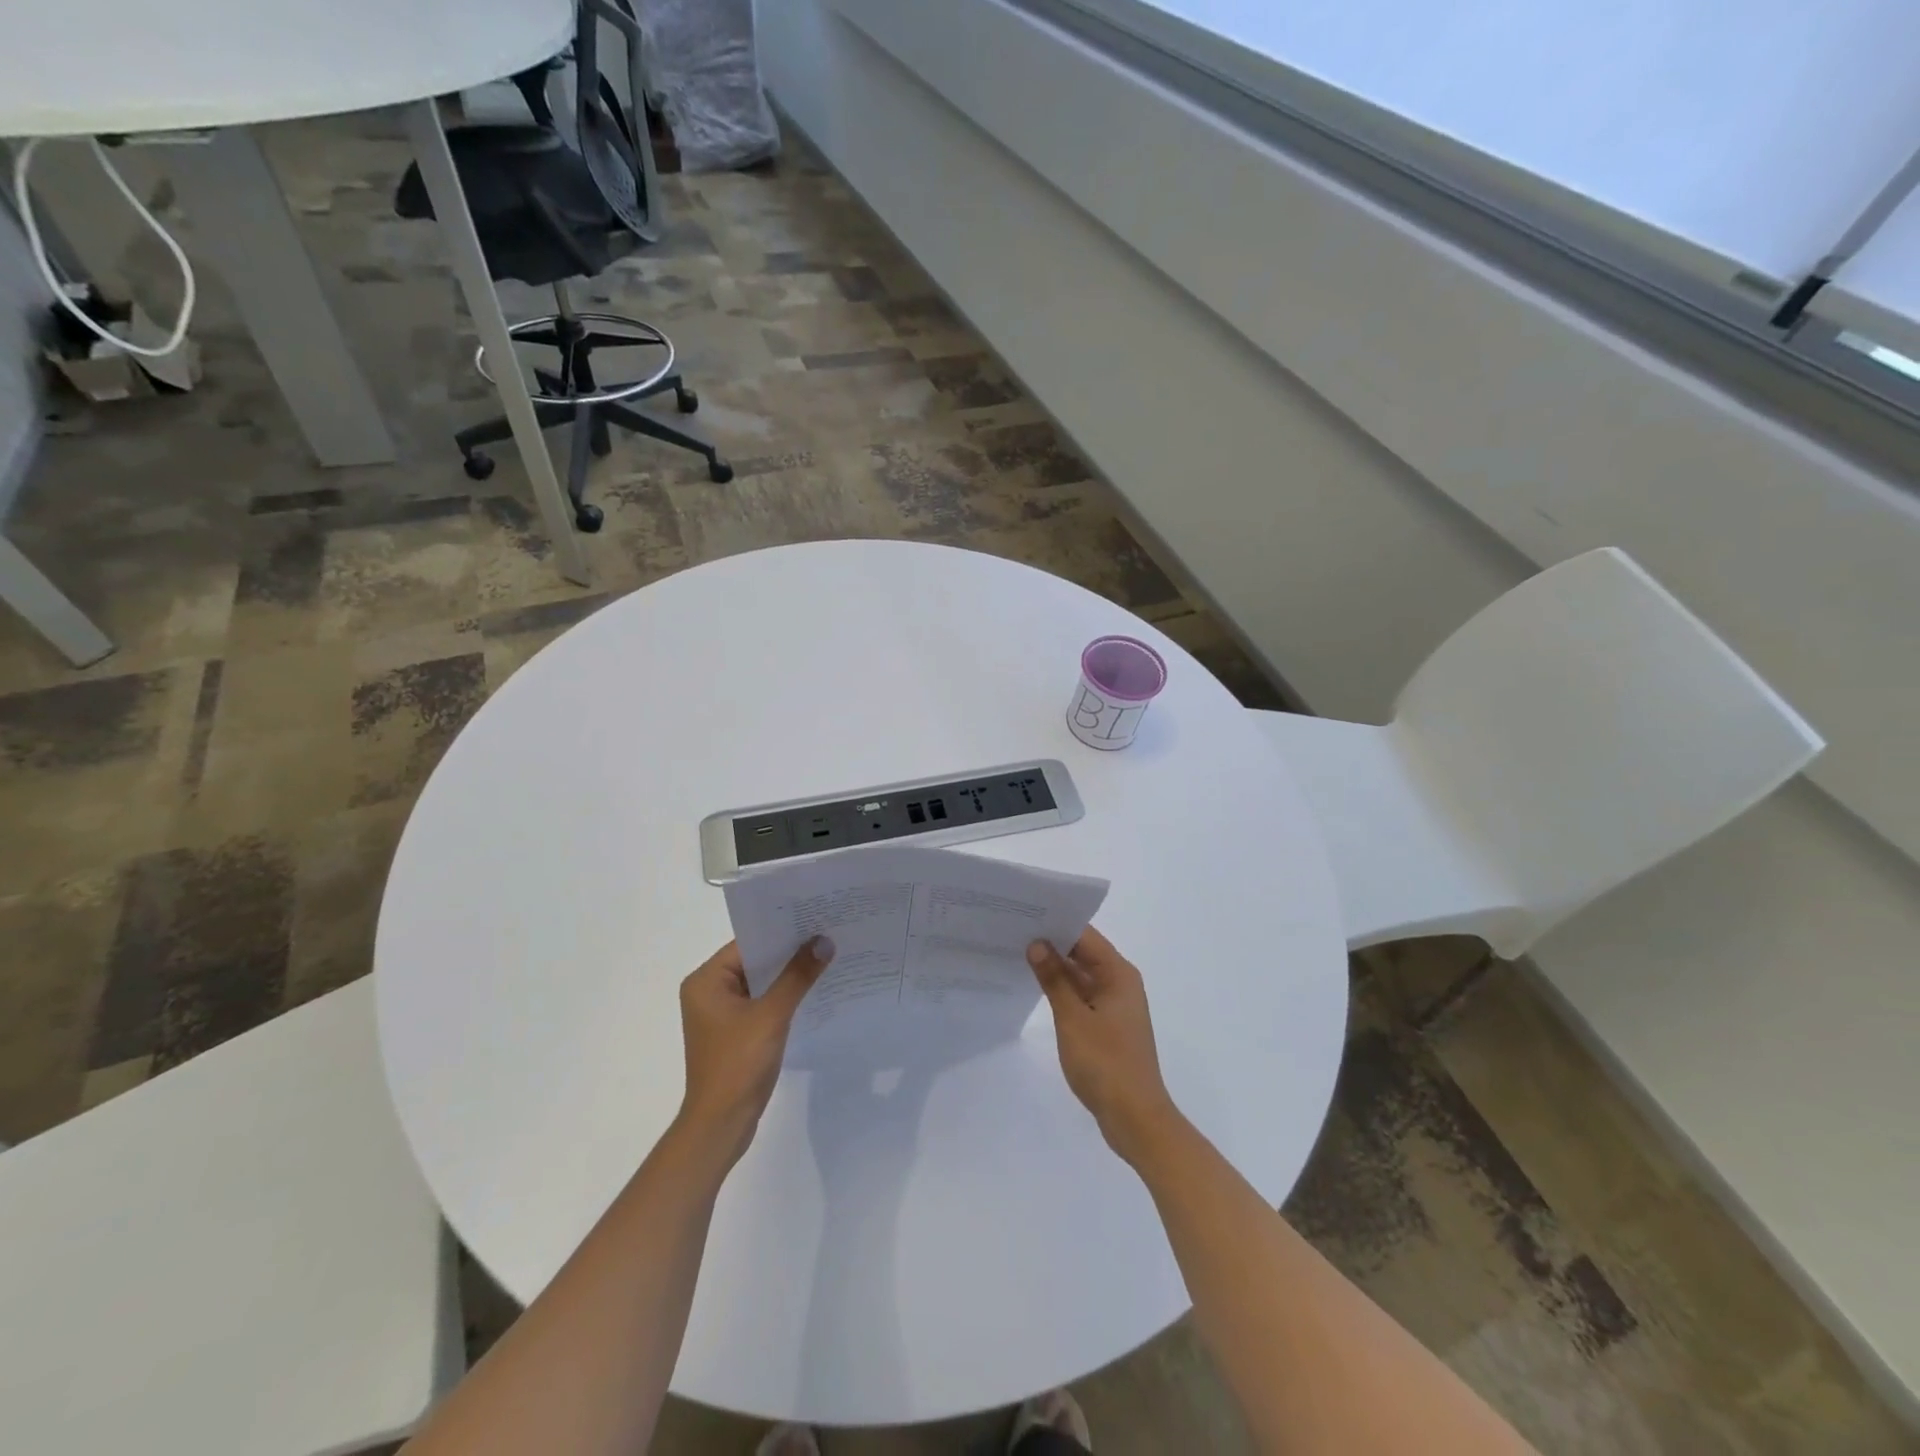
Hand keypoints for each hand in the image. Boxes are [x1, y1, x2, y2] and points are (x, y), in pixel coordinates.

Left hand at [676, 937, 832, 1162]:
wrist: (721, 1125)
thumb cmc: (738, 1064)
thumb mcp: (771, 1015)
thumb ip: (798, 976)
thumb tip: (824, 941)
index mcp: (706, 981)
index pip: (748, 943)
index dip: (781, 932)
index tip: (815, 920)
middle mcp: (708, 992)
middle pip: (755, 961)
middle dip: (789, 952)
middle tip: (828, 935)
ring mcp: (721, 1015)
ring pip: (760, 983)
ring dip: (789, 976)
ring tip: (826, 957)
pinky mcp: (734, 1033)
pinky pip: (762, 1003)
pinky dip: (784, 997)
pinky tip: (813, 991)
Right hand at [1028, 926, 1181, 1164]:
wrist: (1135, 1118)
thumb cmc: (1106, 1063)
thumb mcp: (1073, 1018)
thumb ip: (1054, 979)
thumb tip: (1037, 943)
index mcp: (1119, 974)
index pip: (1085, 936)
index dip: (1057, 922)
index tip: (1026, 912)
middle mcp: (1120, 983)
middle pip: (1084, 952)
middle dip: (1053, 942)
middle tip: (1014, 929)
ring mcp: (1114, 1005)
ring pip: (1082, 974)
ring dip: (1056, 967)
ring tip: (1018, 951)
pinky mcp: (1107, 1025)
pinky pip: (1082, 995)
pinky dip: (1062, 989)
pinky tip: (1036, 986)